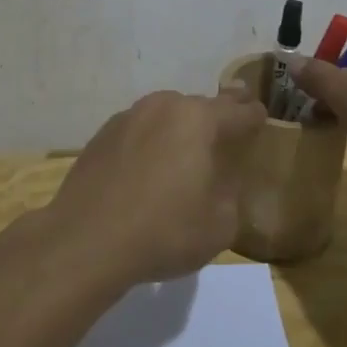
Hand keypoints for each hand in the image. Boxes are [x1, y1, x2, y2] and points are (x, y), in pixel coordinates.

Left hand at [47, 86, 265, 285]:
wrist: (87, 240)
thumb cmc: (164, 231)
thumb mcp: (220, 223)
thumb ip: (230, 193)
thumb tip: (220, 180)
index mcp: (198, 120)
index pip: (238, 111)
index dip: (253, 115)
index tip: (260, 116)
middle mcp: (163, 107)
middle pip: (199, 106)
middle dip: (216, 115)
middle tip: (228, 123)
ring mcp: (128, 117)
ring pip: (165, 114)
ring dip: (179, 126)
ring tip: (185, 148)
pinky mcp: (102, 135)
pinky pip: (138, 131)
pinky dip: (149, 141)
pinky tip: (148, 166)